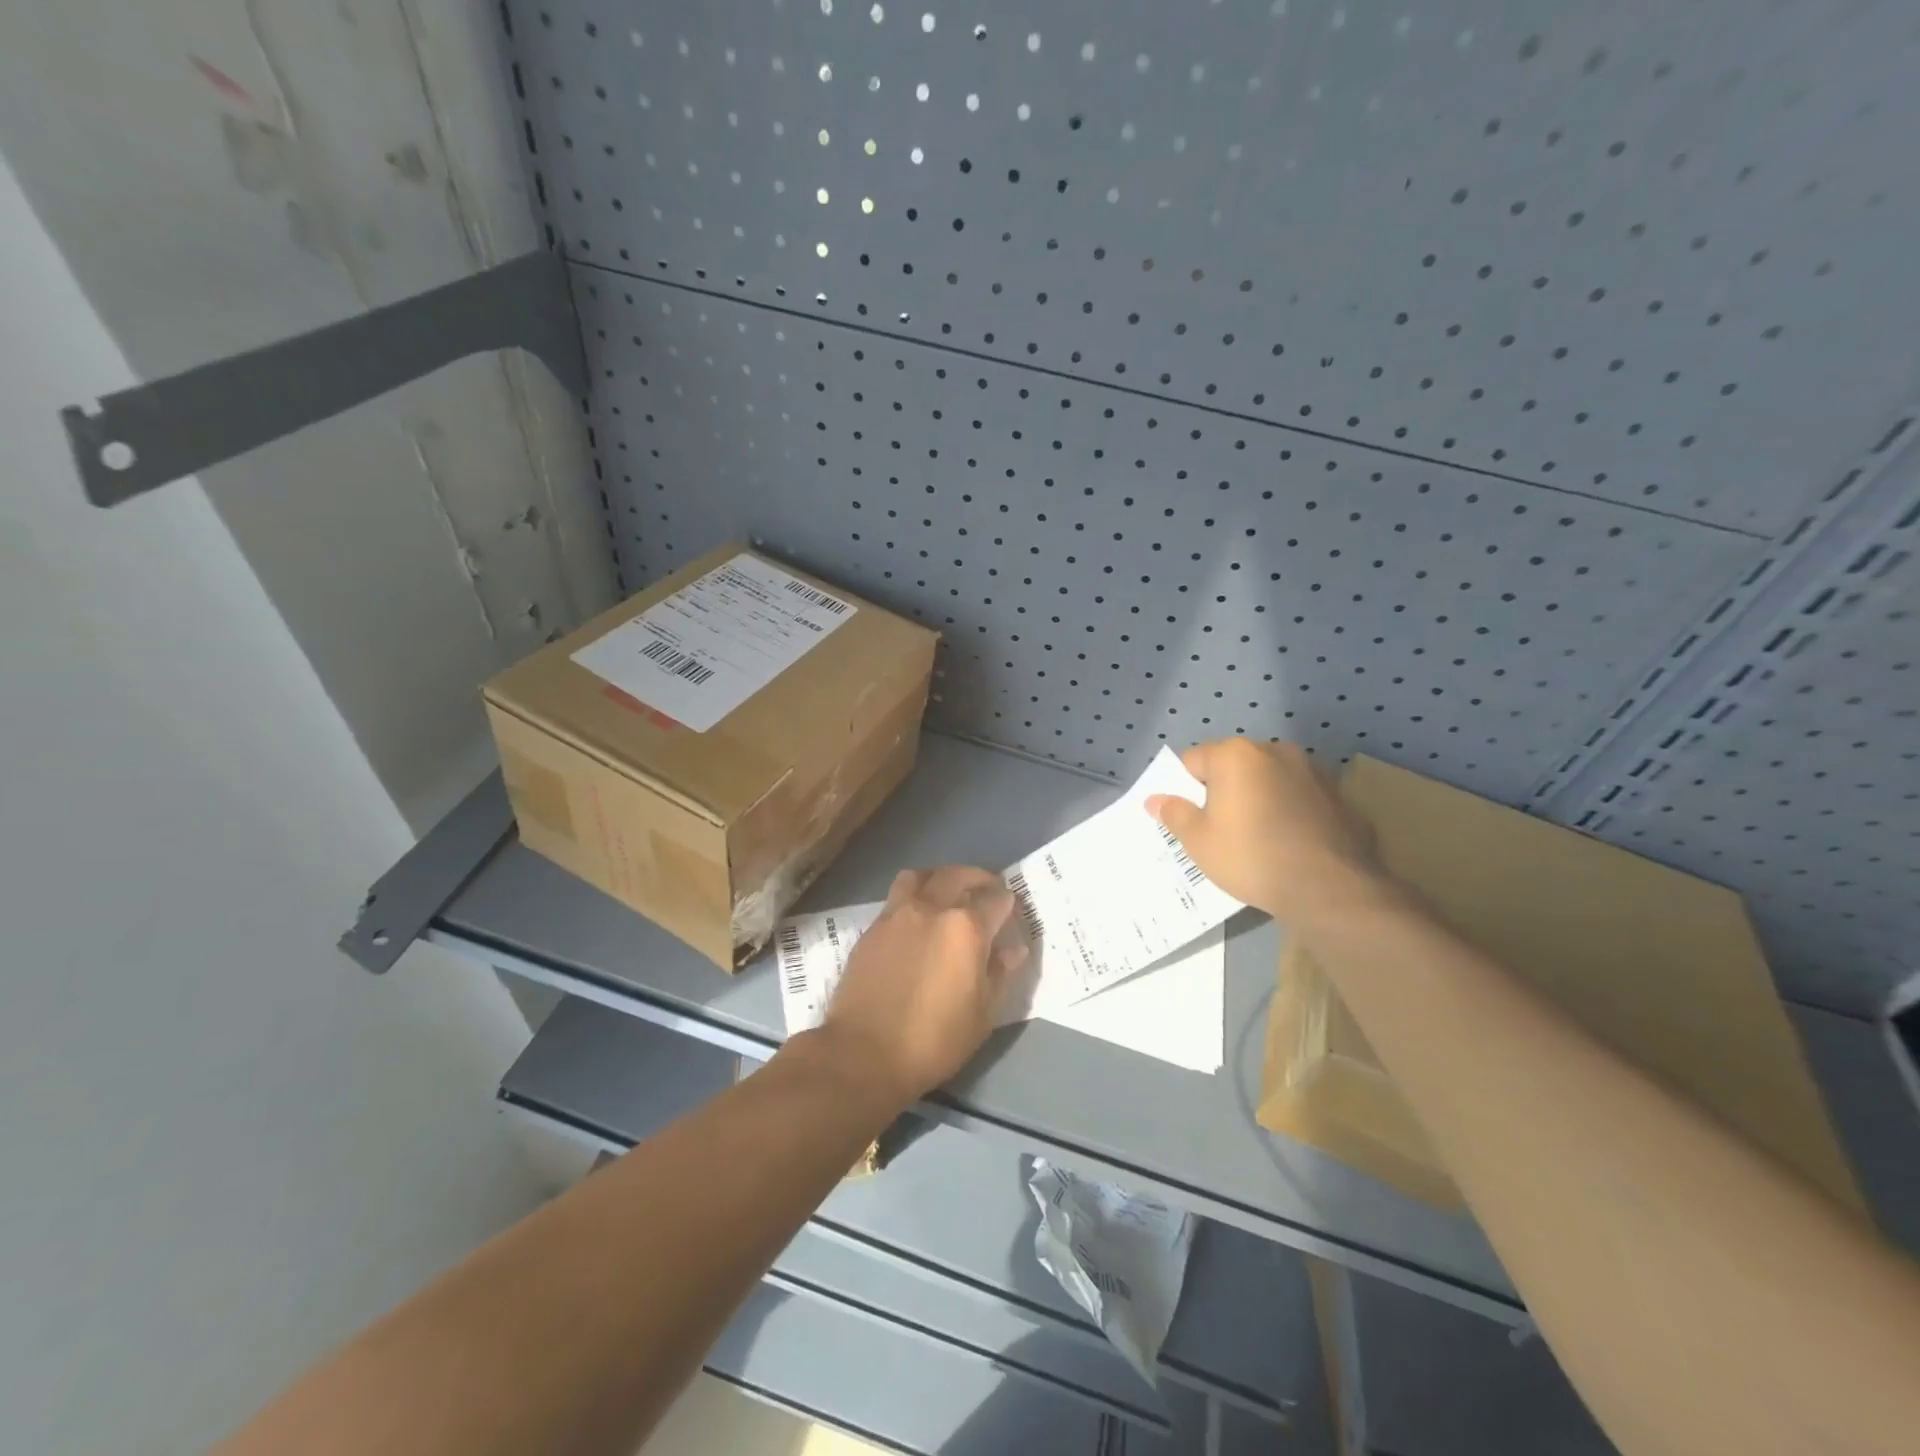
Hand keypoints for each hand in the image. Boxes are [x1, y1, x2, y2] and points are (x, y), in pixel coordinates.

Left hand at [816, 866, 1029, 1108]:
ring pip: (921, 877)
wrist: (863, 1052)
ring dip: (939, 878)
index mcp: (966, 928)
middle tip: (985, 889)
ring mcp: (897, 914)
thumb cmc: (933, 1041)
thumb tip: (1012, 949)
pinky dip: (912, 898)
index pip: (996, 899)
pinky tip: (916, 922)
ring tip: (946, 894)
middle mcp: (932, 909)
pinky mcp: (872, 928)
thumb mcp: (981, 1016)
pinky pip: (896, 898)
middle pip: (957, 875)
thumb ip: (999, 974)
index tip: (1010, 909)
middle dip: (977, 878)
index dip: (1008, 902)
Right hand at [1145, 738, 1379, 922]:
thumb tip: (1155, 800)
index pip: (1193, 760)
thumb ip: (1175, 814)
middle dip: (1224, 789)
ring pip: (1270, 779)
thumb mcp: (1199, 842)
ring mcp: (1312, 770)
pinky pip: (1300, 797)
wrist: (1329, 888)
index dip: (1185, 789)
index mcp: (1235, 755)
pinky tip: (1290, 843)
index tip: (1190, 818)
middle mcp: (1275, 750)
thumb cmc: (1251, 857)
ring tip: (1259, 837)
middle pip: (1234, 765)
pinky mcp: (1339, 795)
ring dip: (1260, 797)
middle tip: (1221, 829)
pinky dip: (1290, 811)